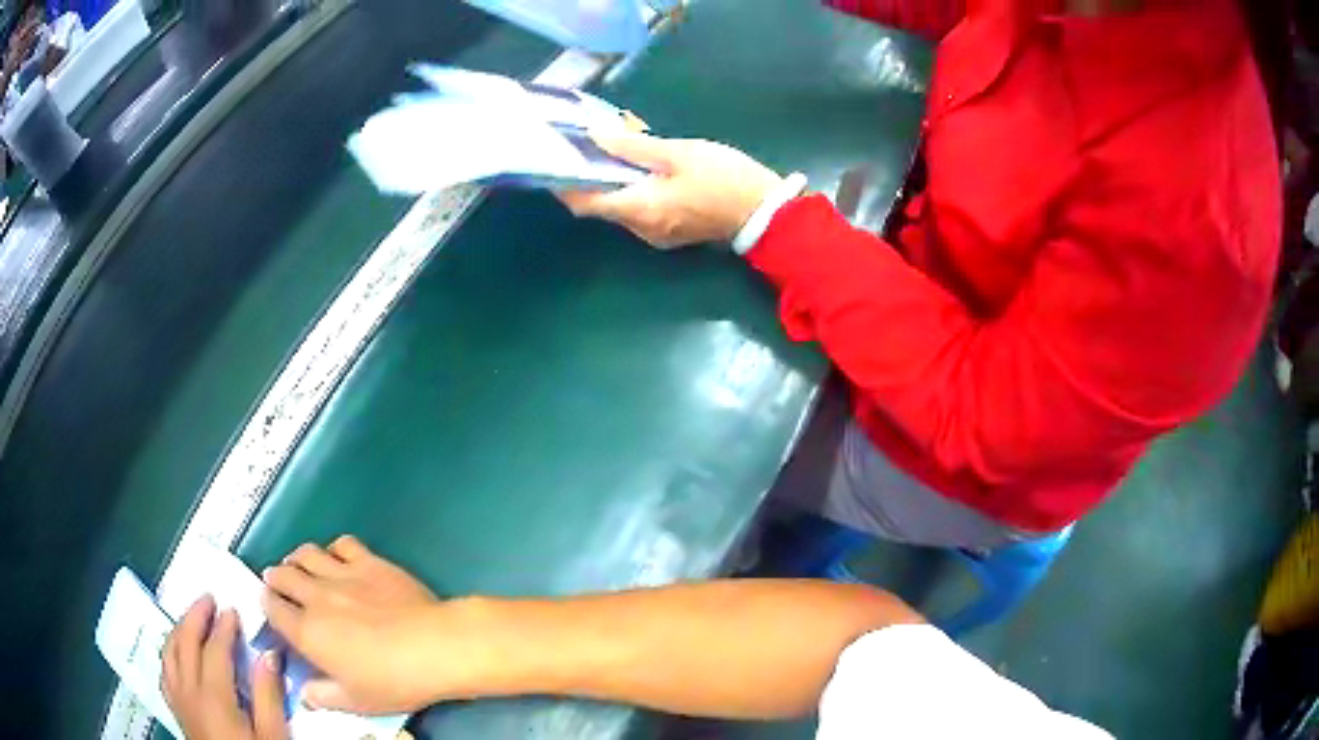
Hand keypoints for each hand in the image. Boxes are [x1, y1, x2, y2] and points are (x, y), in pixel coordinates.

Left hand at [162, 596, 287, 739]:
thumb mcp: (273, 736)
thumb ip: (268, 696)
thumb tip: (268, 655)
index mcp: (214, 697)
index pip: (214, 650)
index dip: (223, 627)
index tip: (233, 610)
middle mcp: (188, 691)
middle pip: (184, 642)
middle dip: (195, 616)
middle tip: (209, 600)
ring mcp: (178, 699)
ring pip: (169, 651)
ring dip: (179, 629)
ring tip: (192, 618)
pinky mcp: (175, 709)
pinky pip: (164, 670)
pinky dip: (170, 651)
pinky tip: (177, 651)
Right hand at [262, 536, 443, 713]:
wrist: (434, 647)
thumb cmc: (393, 681)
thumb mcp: (356, 701)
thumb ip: (323, 696)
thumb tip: (305, 694)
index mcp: (307, 631)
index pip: (272, 608)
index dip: (267, 604)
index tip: (270, 605)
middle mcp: (316, 596)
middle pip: (282, 574)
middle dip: (275, 577)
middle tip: (278, 582)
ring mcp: (342, 574)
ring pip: (306, 553)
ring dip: (297, 558)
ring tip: (299, 566)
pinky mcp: (370, 561)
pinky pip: (342, 543)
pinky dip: (333, 548)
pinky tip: (338, 557)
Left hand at [560, 131, 783, 248]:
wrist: (766, 212)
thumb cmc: (724, 179)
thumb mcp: (678, 153)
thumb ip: (633, 146)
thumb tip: (594, 136)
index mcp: (639, 209)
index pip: (585, 203)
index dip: (565, 186)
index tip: (554, 162)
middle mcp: (640, 229)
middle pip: (602, 205)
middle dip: (593, 175)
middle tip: (592, 142)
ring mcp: (656, 234)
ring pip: (621, 206)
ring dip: (615, 180)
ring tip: (619, 147)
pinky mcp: (670, 232)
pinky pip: (640, 209)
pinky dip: (633, 189)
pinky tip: (643, 167)